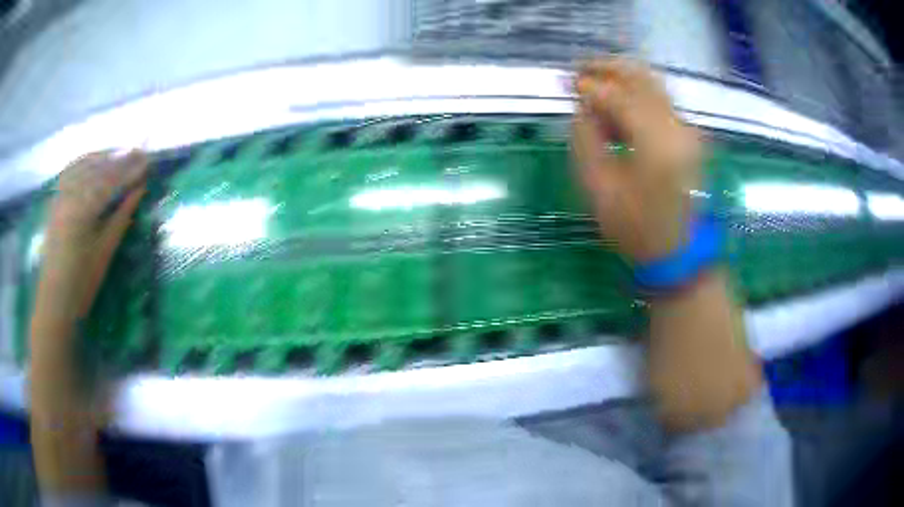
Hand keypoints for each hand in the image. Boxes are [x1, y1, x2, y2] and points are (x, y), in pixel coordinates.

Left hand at [42, 150, 147, 317]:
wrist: (54, 301)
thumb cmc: (81, 284)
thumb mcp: (104, 253)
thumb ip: (121, 217)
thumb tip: (138, 191)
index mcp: (82, 209)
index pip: (110, 180)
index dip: (130, 170)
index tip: (148, 161)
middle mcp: (69, 194)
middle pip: (97, 168)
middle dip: (119, 159)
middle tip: (139, 152)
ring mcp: (60, 196)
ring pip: (83, 165)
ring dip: (103, 156)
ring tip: (120, 152)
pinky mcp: (54, 202)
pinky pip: (70, 172)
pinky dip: (84, 162)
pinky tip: (93, 160)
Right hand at [571, 59, 702, 262]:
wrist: (678, 251)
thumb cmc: (636, 228)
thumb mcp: (598, 189)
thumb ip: (585, 140)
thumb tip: (582, 108)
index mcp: (657, 145)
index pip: (620, 97)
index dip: (590, 86)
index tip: (567, 83)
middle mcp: (678, 128)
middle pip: (642, 79)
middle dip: (608, 68)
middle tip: (579, 69)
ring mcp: (687, 130)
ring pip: (653, 85)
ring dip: (622, 77)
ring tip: (593, 80)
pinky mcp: (688, 135)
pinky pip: (660, 100)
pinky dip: (636, 92)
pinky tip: (617, 102)